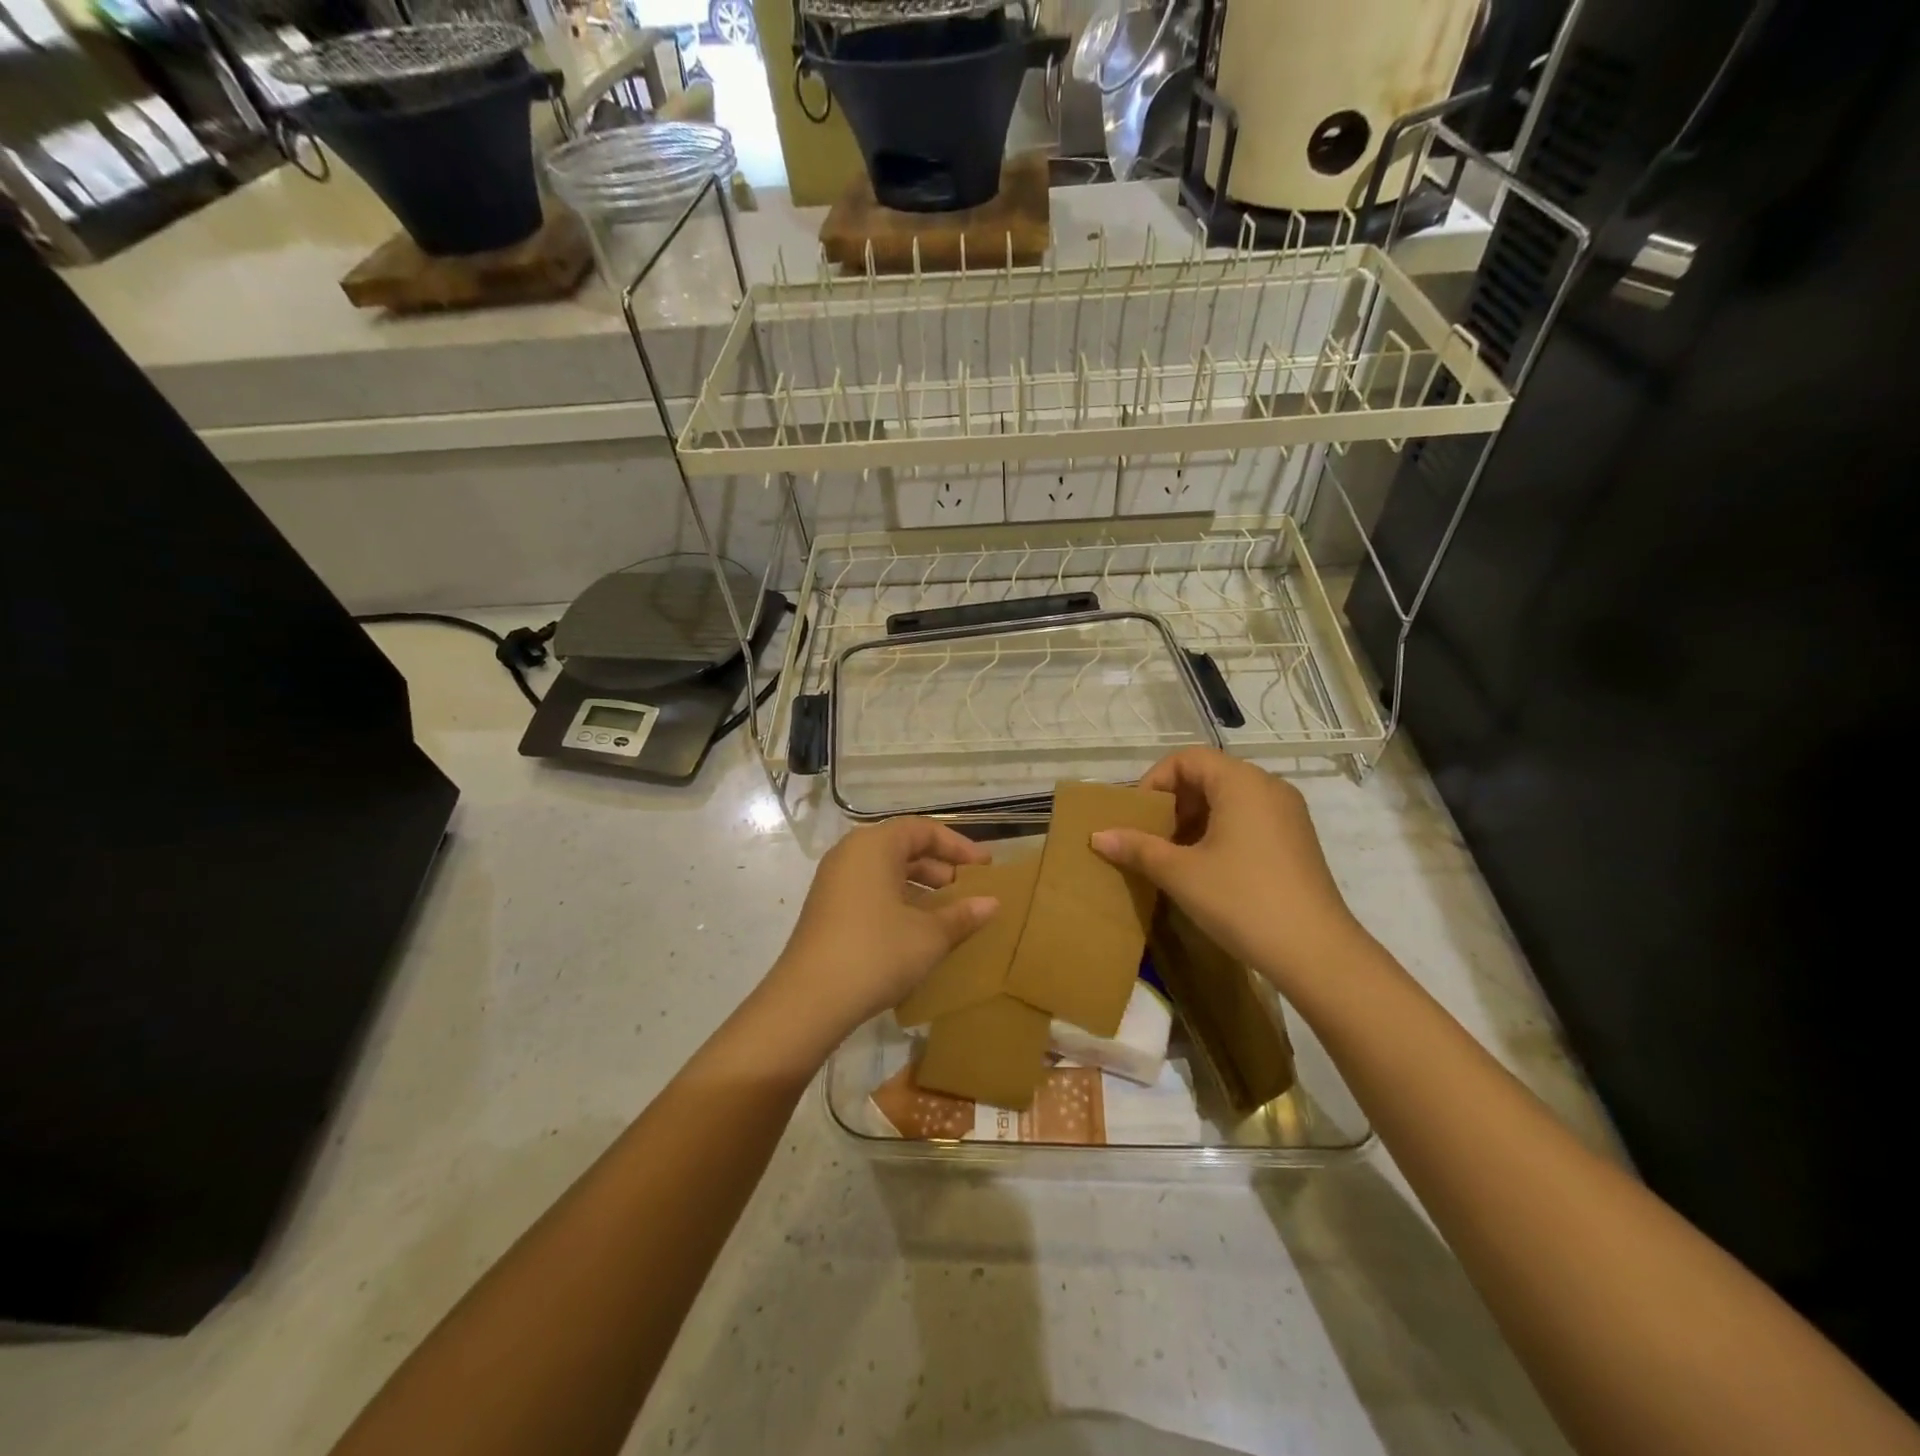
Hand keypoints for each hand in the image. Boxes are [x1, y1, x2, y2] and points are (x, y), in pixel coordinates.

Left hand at [767, 818, 998, 1042]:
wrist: (809, 1001)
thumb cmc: (877, 952)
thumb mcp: (929, 935)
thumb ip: (962, 915)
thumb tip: (992, 903)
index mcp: (874, 846)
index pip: (923, 830)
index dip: (958, 846)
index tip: (985, 867)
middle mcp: (850, 855)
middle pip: (902, 848)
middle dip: (940, 867)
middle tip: (969, 891)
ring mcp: (834, 883)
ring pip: (886, 872)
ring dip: (920, 888)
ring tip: (950, 913)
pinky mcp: (827, 910)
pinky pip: (871, 892)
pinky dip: (899, 902)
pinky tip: (918, 932)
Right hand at [1089, 748, 1367, 994]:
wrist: (1316, 953)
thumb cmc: (1242, 900)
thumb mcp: (1180, 873)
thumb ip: (1137, 848)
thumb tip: (1098, 836)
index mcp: (1242, 782)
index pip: (1187, 759)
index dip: (1154, 781)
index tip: (1138, 817)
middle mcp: (1268, 787)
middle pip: (1208, 776)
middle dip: (1173, 802)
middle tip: (1152, 838)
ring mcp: (1288, 814)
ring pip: (1228, 799)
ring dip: (1195, 820)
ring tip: (1174, 856)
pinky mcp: (1296, 840)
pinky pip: (1249, 819)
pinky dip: (1220, 832)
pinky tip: (1207, 869)